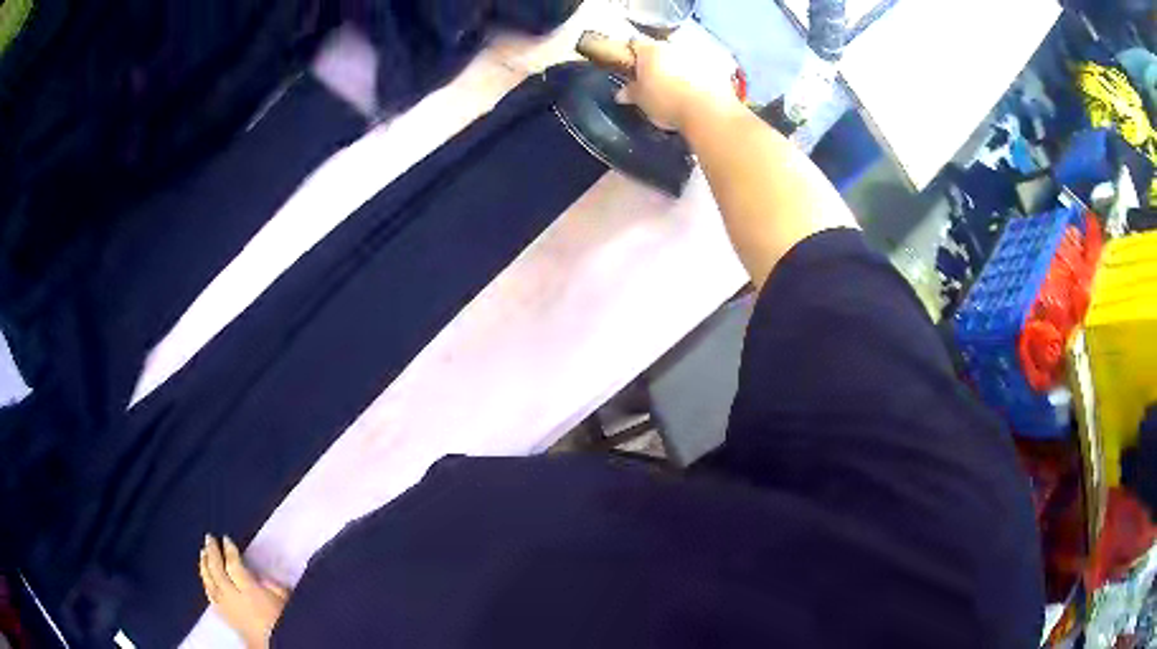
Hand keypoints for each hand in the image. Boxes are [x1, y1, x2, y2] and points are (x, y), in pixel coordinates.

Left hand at [199, 534, 289, 648]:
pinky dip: (206, 583)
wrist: (276, 646)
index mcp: (249, 591)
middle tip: (209, 538)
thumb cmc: (284, 621)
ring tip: (202, 553)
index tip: (226, 538)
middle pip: (217, 570)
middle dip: (212, 552)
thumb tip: (258, 575)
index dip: (229, 550)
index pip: (234, 565)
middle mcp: (233, 597)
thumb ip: (270, 585)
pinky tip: (205, 578)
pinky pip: (210, 596)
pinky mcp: (225, 617)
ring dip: (204, 565)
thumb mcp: (284, 600)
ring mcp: (226, 607)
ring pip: (210, 582)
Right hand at [616, 35, 742, 131]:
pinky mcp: (715, 67)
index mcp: (650, 50)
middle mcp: (672, 46)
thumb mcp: (641, 100)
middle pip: (660, 50)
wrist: (707, 112)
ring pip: (681, 59)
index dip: (632, 56)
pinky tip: (695, 94)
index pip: (635, 44)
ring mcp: (695, 54)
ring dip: (678, 69)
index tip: (632, 69)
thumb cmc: (666, 102)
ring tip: (677, 90)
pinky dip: (697, 78)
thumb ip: (631, 92)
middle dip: (657, 63)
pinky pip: (700, 69)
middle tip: (654, 82)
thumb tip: (621, 93)